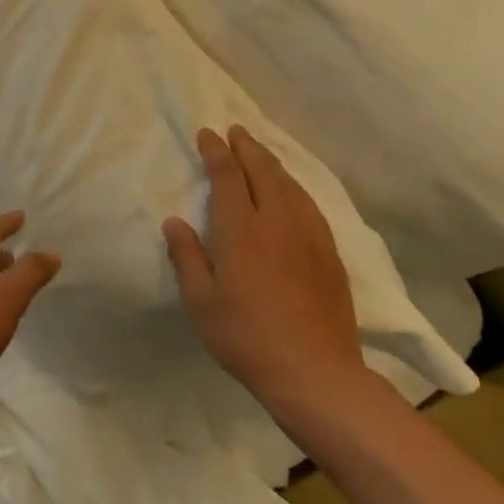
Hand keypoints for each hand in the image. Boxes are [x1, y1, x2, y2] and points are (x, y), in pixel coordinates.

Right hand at [163, 126, 370, 421]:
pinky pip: (309, 204)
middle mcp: (277, 222)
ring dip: (271, 162)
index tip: (207, 133)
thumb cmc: (247, 338)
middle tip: (235, 130)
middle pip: (263, 171)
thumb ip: (187, 257)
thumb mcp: (201, 302)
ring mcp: (308, 236)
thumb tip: (174, 221)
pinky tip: (292, 190)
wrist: (316, 373)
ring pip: (289, 184)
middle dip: (246, 147)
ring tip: (259, 151)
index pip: (228, 176)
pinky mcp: (329, 253)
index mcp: (241, 230)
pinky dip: (294, 186)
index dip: (216, 151)